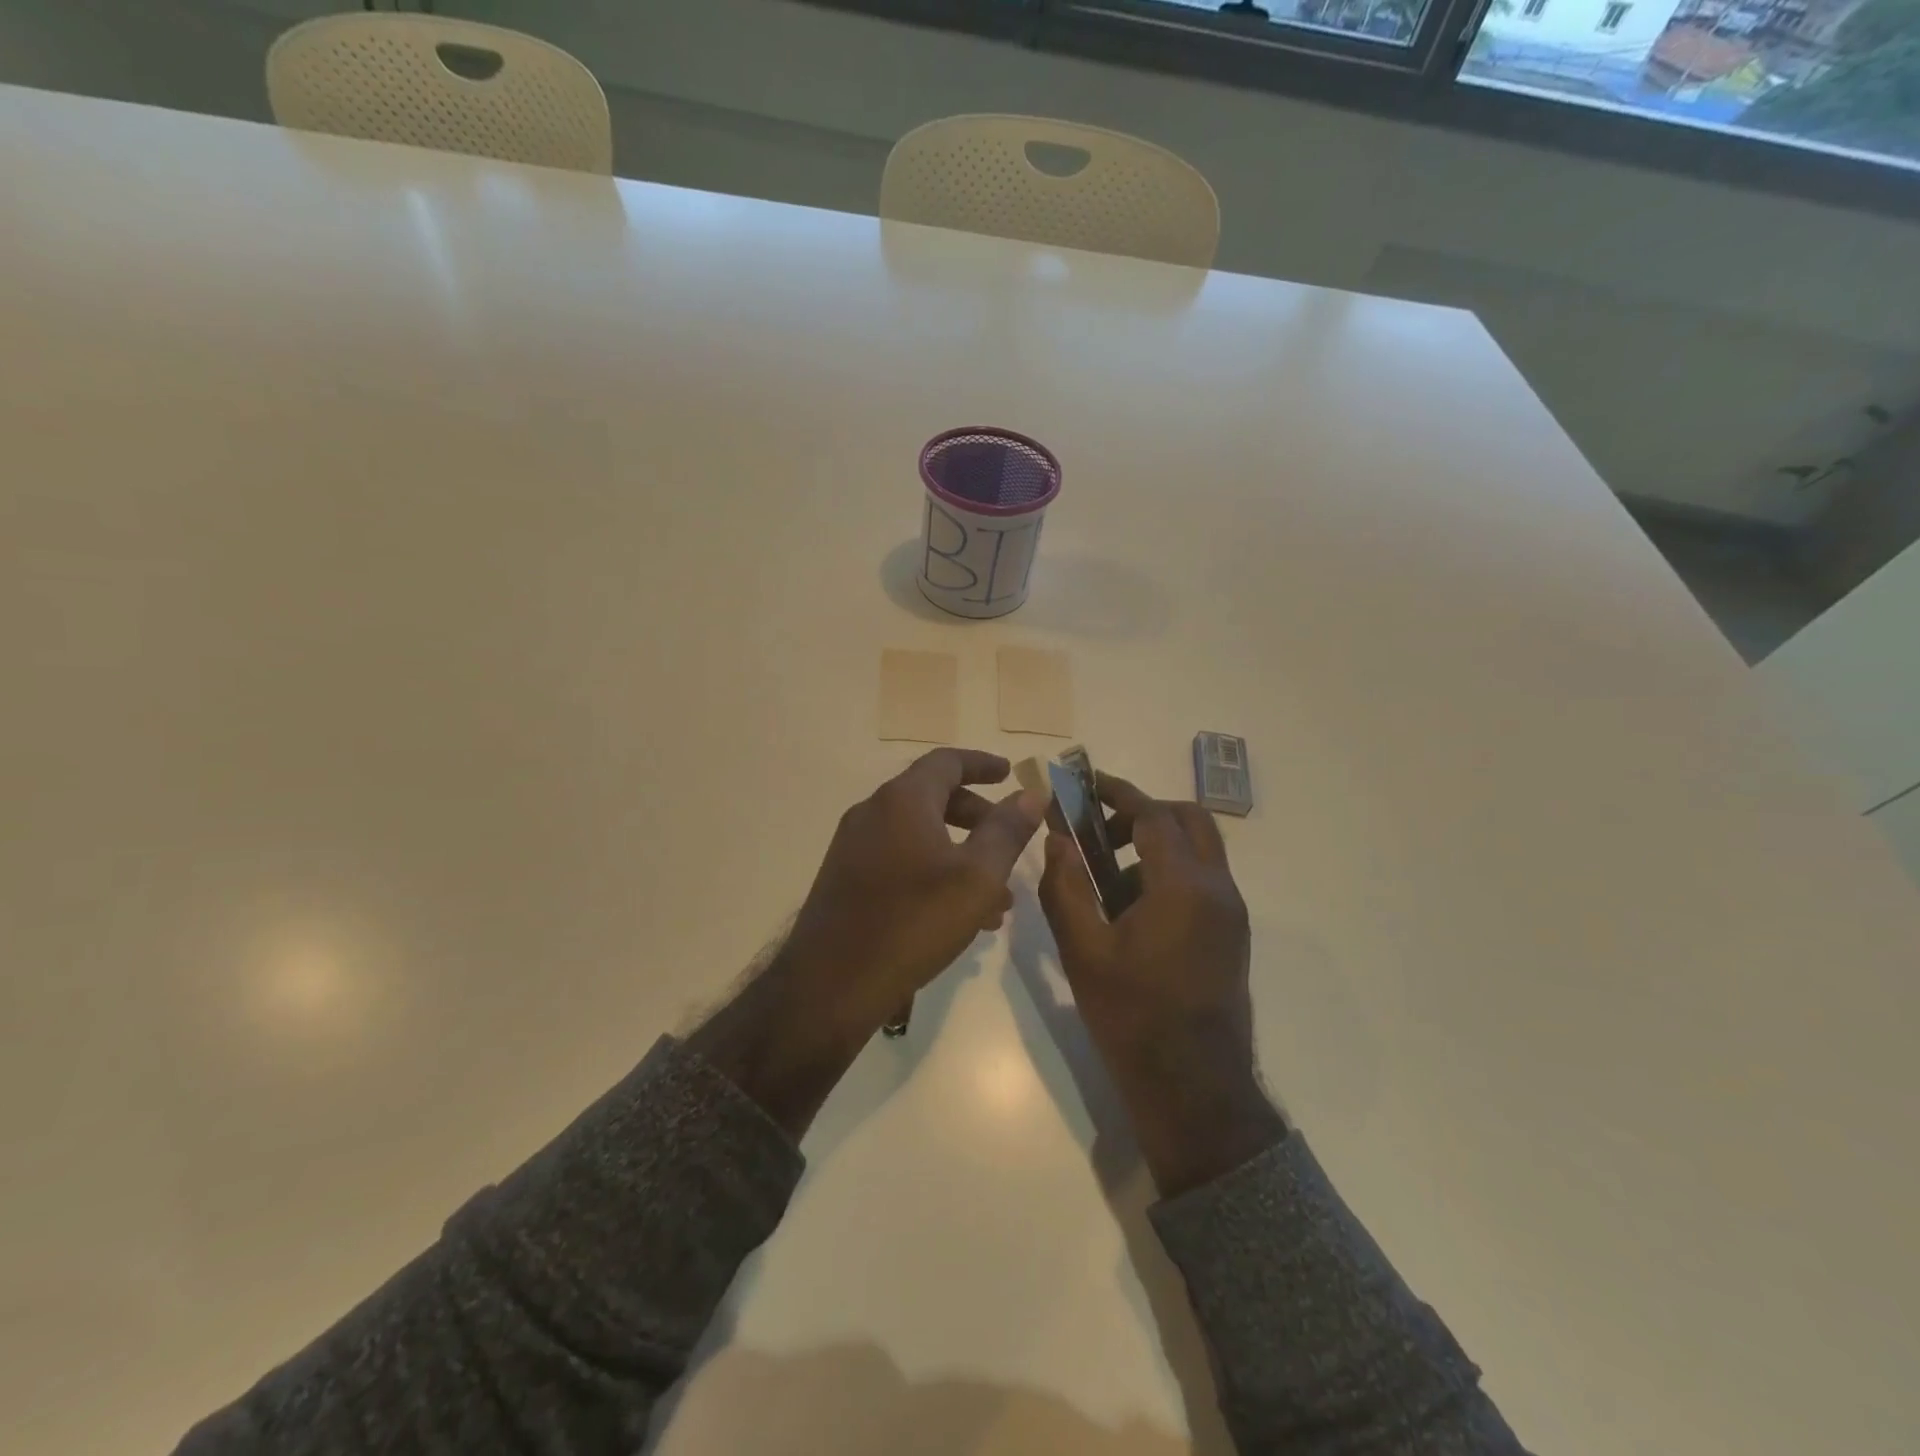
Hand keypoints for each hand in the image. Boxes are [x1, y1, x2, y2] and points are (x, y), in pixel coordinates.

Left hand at [783, 747, 1047, 1036]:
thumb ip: (1007, 831)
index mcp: (902, 800)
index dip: (983, 763)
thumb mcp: (976, 877)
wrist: (831, 984)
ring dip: (960, 853)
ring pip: (919, 834)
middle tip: (1009, 841)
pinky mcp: (846, 878)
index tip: (1010, 774)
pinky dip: (933, 871)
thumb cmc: (913, 922)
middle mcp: (873, 812)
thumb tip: (1031, 793)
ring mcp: (854, 846)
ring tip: (997, 898)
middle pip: (933, 797)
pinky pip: (900, 859)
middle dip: (977, 816)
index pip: (947, 761)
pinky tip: (959, 916)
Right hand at [1038, 773, 1285, 1196]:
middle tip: (1101, 831)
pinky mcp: (1232, 932)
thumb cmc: (1131, 1016)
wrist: (1192, 1086)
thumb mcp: (1083, 951)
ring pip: (1199, 848)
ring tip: (1108, 878)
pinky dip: (1170, 871)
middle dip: (1143, 813)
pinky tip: (1132, 910)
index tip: (1085, 784)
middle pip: (1188, 819)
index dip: (1117, 793)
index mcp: (1182, 886)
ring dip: (1157, 843)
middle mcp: (1217, 888)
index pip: (1152, 815)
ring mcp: (1230, 911)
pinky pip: (1203, 878)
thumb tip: (1057, 839)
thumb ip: (1065, 887)